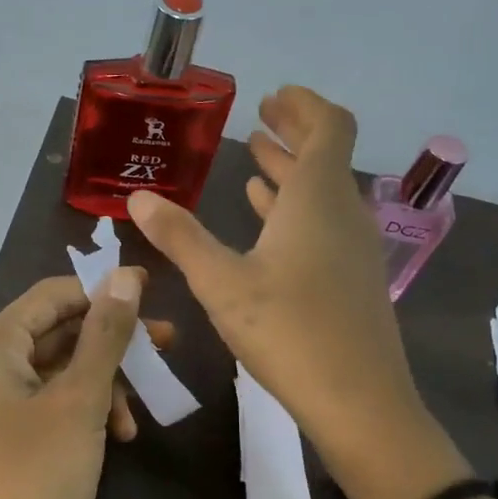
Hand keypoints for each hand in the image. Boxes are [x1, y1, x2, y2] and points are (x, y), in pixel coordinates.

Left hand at [0, 269, 167, 498]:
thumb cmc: (41, 474)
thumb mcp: (81, 399)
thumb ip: (105, 333)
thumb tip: (126, 275)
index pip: (51, 295)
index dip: (102, 290)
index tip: (153, 292)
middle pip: (56, 332)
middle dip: (111, 343)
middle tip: (166, 346)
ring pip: (58, 370)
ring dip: (102, 384)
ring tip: (136, 416)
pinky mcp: (4, 434)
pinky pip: (49, 402)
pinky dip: (84, 410)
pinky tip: (119, 434)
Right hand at [127, 87, 456, 498]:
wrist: (359, 402)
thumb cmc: (288, 331)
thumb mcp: (221, 283)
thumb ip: (180, 237)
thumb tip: (138, 198)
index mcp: (317, 199)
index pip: (329, 126)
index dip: (303, 105)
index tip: (272, 96)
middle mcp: (342, 213)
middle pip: (325, 156)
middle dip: (292, 133)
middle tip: (260, 118)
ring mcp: (352, 248)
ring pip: (321, 194)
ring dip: (289, 173)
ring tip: (254, 161)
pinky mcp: (350, 279)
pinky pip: (322, 226)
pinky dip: (293, 210)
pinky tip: (267, 221)